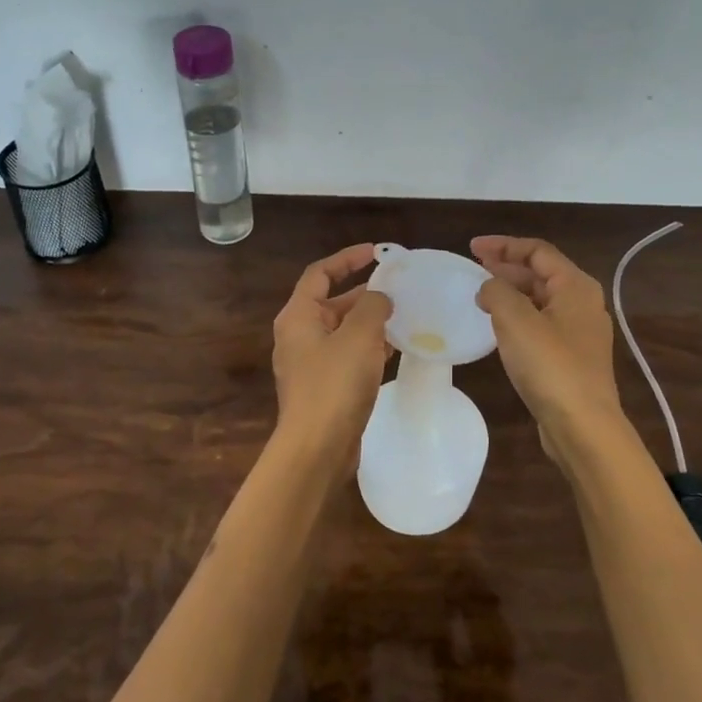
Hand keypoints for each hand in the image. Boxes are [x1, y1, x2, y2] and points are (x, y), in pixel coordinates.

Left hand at [271, 243, 392, 466]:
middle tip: (398, 288)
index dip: (346, 259)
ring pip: (343, 331)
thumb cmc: (334, 384)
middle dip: (364, 294)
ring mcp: (310, 364)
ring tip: (404, 316)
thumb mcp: (359, 336)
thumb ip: (373, 306)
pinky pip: (347, 356)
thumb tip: (380, 297)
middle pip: (332, 303)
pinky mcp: (324, 388)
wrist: (316, 448)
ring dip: (370, 322)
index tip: (375, 253)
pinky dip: (369, 348)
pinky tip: (395, 350)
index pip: (319, 274)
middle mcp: (299, 336)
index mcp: (298, 316)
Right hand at [472, 236, 628, 462]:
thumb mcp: (516, 320)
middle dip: (507, 267)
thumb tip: (488, 288)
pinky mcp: (571, 358)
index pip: (537, 251)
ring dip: (511, 292)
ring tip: (481, 295)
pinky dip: (518, 316)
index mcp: (576, 286)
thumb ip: (497, 292)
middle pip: (541, 273)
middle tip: (474, 268)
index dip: (504, 245)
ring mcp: (579, 333)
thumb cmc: (551, 366)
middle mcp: (583, 304)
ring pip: (541, 300)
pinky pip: (541, 324)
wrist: (583, 427)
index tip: (472, 248)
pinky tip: (499, 327)